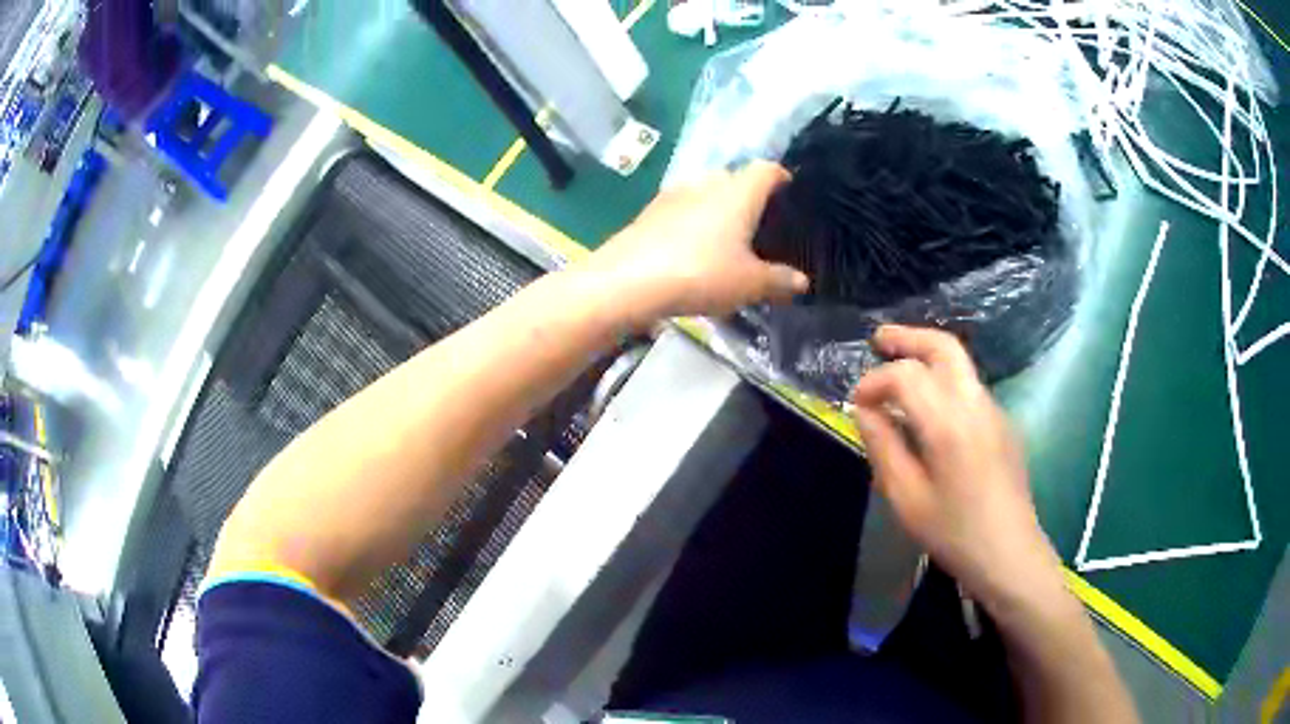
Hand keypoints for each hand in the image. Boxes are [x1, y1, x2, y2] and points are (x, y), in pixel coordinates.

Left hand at [579, 161, 808, 326]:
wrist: (628, 280)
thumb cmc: (701, 274)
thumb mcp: (749, 284)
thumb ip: (779, 281)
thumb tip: (802, 282)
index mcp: (738, 192)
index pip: (766, 169)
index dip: (780, 177)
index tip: (788, 191)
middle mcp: (707, 183)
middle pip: (734, 177)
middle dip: (747, 195)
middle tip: (758, 223)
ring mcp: (673, 195)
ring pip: (704, 192)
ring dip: (716, 208)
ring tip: (725, 237)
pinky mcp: (648, 212)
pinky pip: (681, 209)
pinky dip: (692, 222)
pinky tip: (691, 248)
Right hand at [850, 326, 1064, 611]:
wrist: (1009, 553)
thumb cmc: (953, 532)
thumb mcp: (906, 498)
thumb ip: (883, 447)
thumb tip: (865, 411)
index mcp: (949, 423)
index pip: (907, 375)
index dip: (875, 381)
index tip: (856, 403)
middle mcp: (976, 404)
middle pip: (944, 347)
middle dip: (908, 338)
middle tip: (878, 340)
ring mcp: (994, 410)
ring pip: (960, 363)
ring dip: (927, 356)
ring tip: (897, 367)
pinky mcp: (1003, 422)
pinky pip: (969, 387)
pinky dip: (943, 379)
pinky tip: (928, 408)